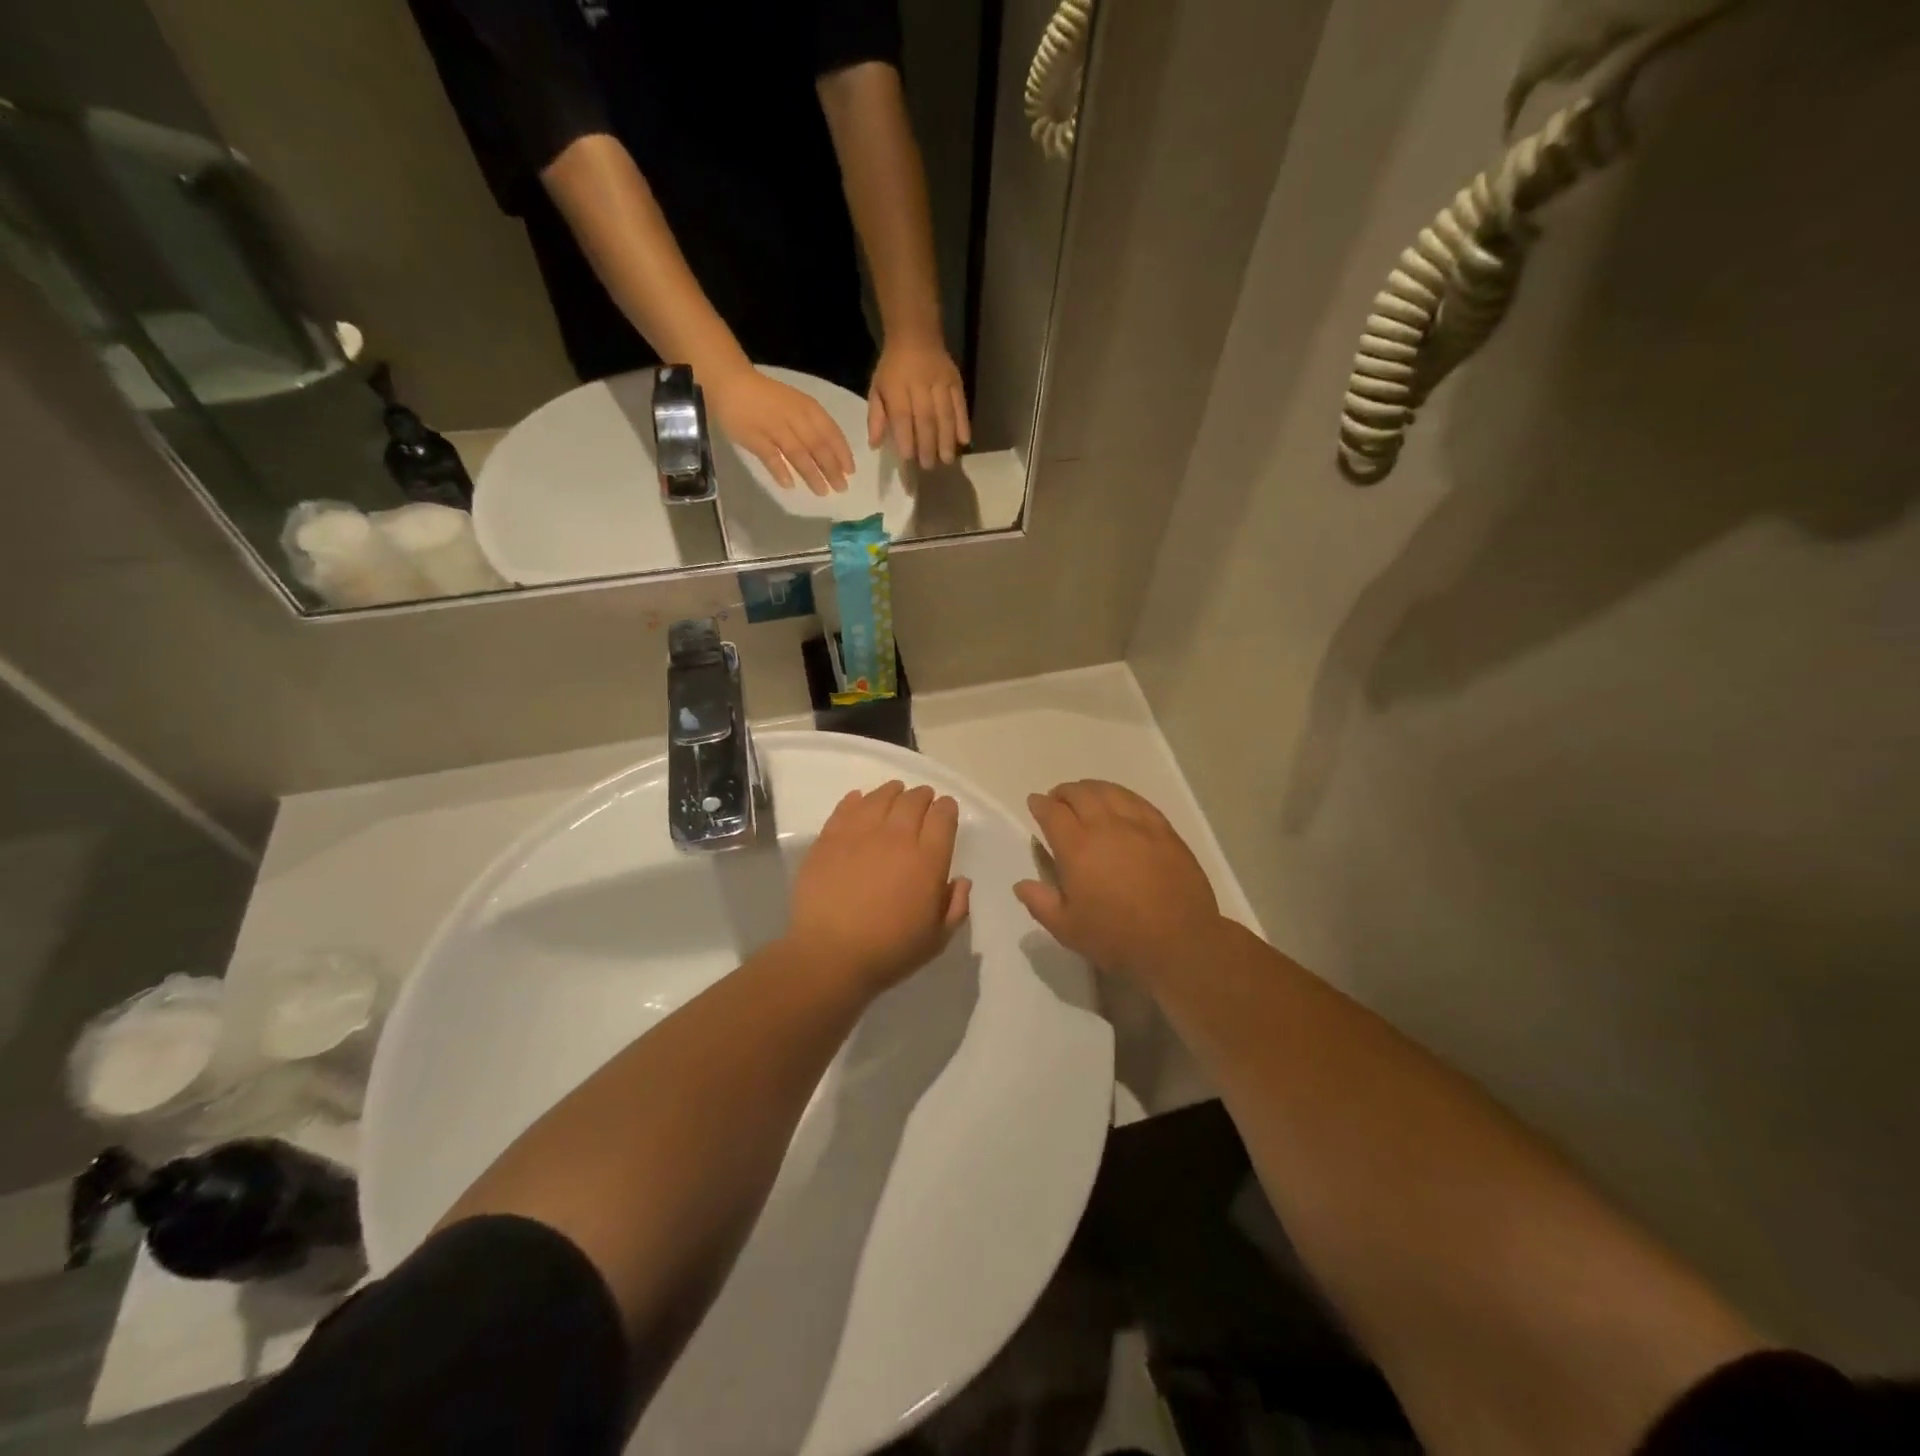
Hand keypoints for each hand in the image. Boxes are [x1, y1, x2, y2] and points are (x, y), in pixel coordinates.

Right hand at [708, 365, 855, 493]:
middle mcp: (793, 417)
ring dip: (812, 474)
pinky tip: (789, 485)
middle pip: (817, 446)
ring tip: (822, 491)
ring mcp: (773, 427)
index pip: (830, 432)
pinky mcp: (754, 437)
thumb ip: (812, 425)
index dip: (842, 453)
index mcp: (806, 407)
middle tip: (841, 488)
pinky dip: (780, 470)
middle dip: (831, 468)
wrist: (731, 382)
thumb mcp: (796, 404)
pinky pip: (770, 456)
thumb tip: (832, 455)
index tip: (850, 471)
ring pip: (798, 453)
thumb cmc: (768, 396)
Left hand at [787, 781, 971, 994]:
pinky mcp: (829, 838)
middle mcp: (897, 838)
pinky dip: (857, 800)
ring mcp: (860, 834)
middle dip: (922, 796)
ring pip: (880, 797)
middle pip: (913, 800)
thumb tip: (961, 880)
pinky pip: (846, 807)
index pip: (943, 817)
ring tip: (895, 792)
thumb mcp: (936, 939)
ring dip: (892, 791)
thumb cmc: (889, 951)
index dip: (947, 808)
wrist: (830, 955)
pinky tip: (859, 800)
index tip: (946, 809)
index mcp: (928, 860)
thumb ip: (955, 907)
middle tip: (923, 799)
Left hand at [868, 332, 969, 468]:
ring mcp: (940, 381)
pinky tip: (965, 441)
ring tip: (947, 459)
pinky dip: (963, 423)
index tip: (909, 458)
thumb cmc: (893, 368)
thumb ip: (876, 417)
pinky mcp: (955, 380)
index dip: (906, 438)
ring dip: (947, 439)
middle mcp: (920, 384)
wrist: (915, 334)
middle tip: (929, 466)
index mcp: (896, 386)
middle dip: (928, 444)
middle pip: (926, 418)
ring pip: (945, 413)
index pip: (902, 416)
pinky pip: (960, 404)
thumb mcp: (876, 388)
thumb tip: (874, 444)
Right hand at [1015, 781, 1224, 984]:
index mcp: (1077, 847)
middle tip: (1058, 800)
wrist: (1180, 942)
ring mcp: (1138, 825)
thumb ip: (1040, 903)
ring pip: (1110, 792)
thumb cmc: (1117, 938)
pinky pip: (1138, 801)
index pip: (1052, 813)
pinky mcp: (1164, 831)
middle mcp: (1105, 826)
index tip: (1035, 803)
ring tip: (1086, 795)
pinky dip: (1122, 796)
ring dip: (1092, 788)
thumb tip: (1021, 885)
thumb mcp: (1067, 929)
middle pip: (1080, 794)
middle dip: (1064, 792)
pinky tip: (1120, 802)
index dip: (1040, 804)